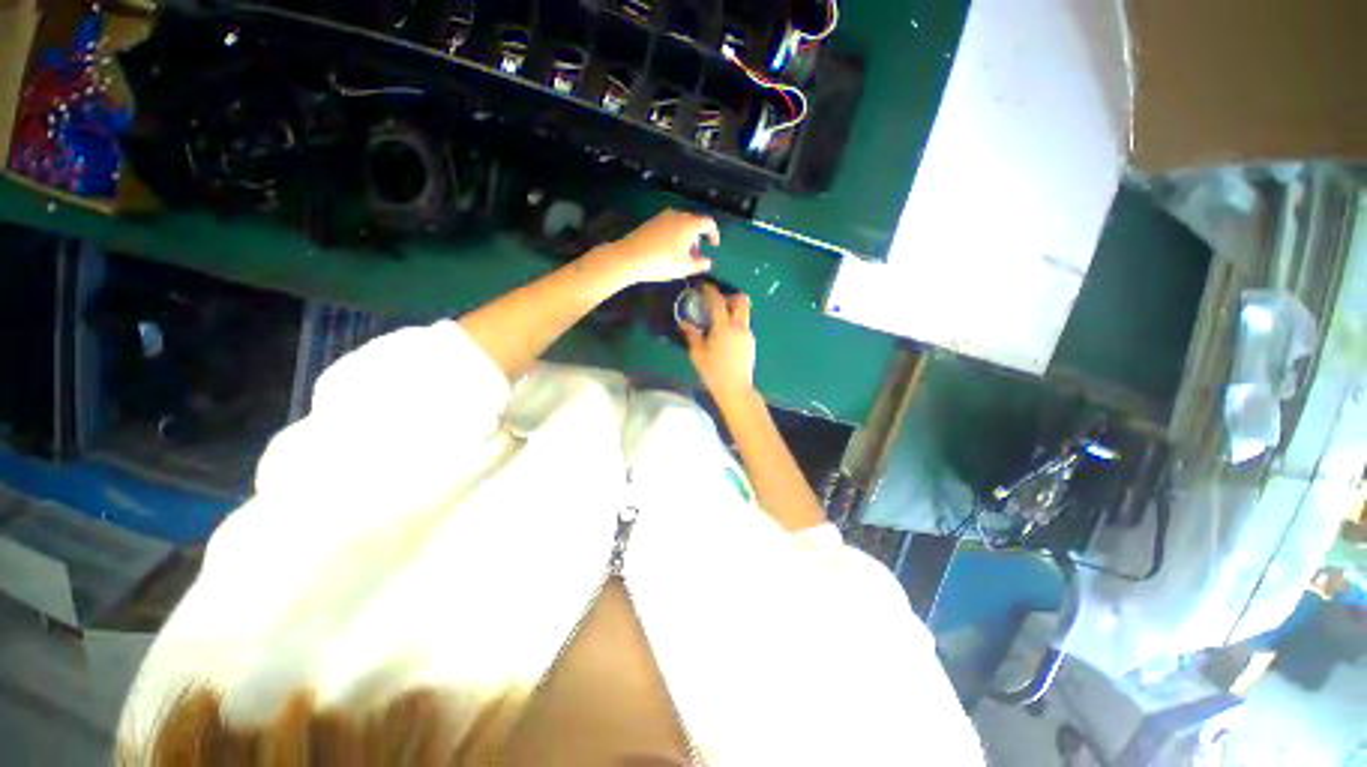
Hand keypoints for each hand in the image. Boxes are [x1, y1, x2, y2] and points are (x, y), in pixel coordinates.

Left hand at [593, 210, 719, 286]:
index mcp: (689, 224)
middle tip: (695, 255)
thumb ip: (700, 264)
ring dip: (685, 237)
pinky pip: (669, 226)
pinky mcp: (651, 222)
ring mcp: (662, 217)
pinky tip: (667, 251)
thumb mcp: (685, 267)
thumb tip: (708, 262)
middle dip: (698, 238)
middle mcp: (677, 216)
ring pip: (681, 224)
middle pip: (694, 223)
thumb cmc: (661, 262)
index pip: (708, 223)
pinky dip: (674, 235)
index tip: (713, 245)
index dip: (714, 234)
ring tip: (681, 255)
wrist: (629, 257)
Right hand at [679, 282, 755, 399]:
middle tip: (716, 302)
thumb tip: (685, 323)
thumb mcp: (698, 354)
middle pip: (742, 300)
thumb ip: (692, 335)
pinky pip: (744, 325)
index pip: (719, 301)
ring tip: (718, 321)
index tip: (703, 286)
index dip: (711, 291)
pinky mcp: (751, 343)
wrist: (735, 389)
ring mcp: (748, 335)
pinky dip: (735, 323)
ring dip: (732, 310)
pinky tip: (724, 336)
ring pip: (744, 313)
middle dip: (730, 296)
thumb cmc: (713, 372)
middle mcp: (739, 327)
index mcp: (724, 327)